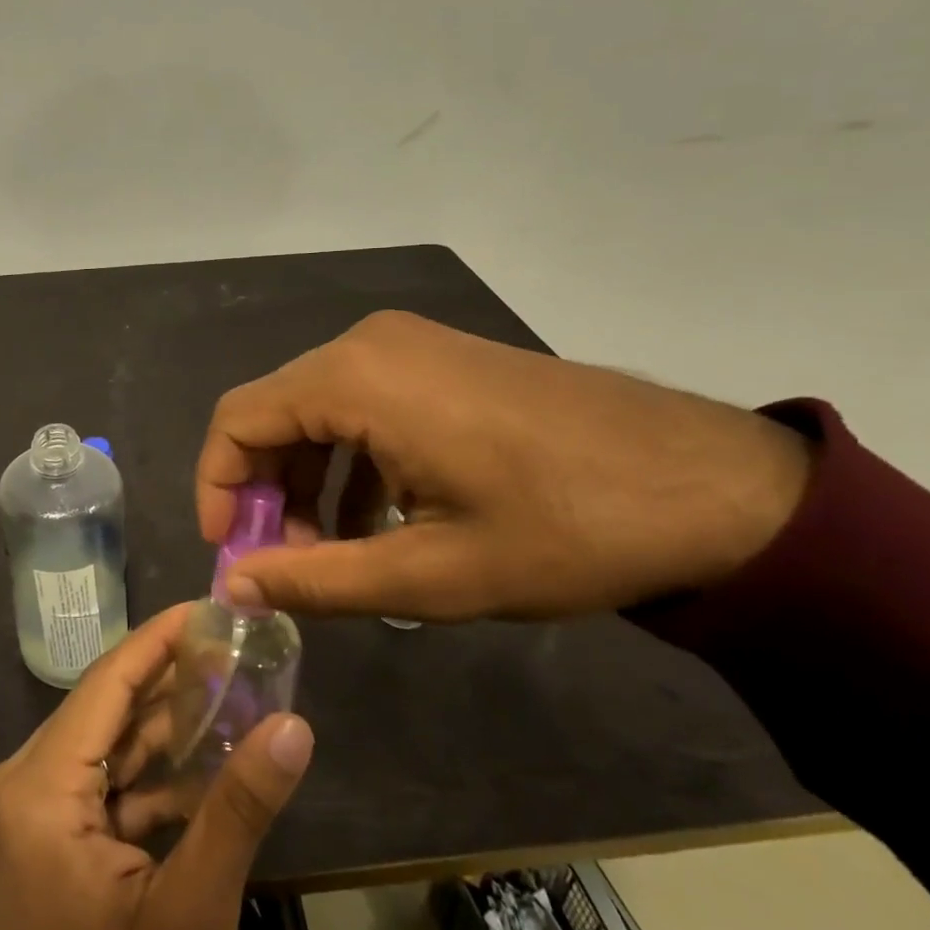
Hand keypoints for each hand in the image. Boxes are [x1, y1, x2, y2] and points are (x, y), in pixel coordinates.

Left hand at [0, 606, 314, 929]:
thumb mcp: (192, 914)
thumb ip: (240, 808)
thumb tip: (296, 725)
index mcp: (35, 793)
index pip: (106, 684)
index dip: (159, 638)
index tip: (210, 605)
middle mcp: (15, 787)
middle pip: (106, 710)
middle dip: (173, 682)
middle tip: (238, 650)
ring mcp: (22, 816)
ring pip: (105, 746)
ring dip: (167, 729)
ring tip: (234, 693)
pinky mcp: (36, 841)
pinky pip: (98, 785)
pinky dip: (148, 776)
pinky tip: (205, 762)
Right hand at [195, 310, 811, 621]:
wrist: (712, 485)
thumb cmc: (564, 530)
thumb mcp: (432, 574)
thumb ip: (317, 579)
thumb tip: (235, 586)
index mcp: (355, 378)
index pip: (238, 420)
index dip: (217, 488)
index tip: (233, 555)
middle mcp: (369, 344)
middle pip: (276, 413)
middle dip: (265, 492)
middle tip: (285, 566)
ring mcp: (408, 345)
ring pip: (318, 410)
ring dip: (308, 481)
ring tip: (333, 554)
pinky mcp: (439, 359)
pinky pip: (363, 404)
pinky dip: (350, 461)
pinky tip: (381, 519)